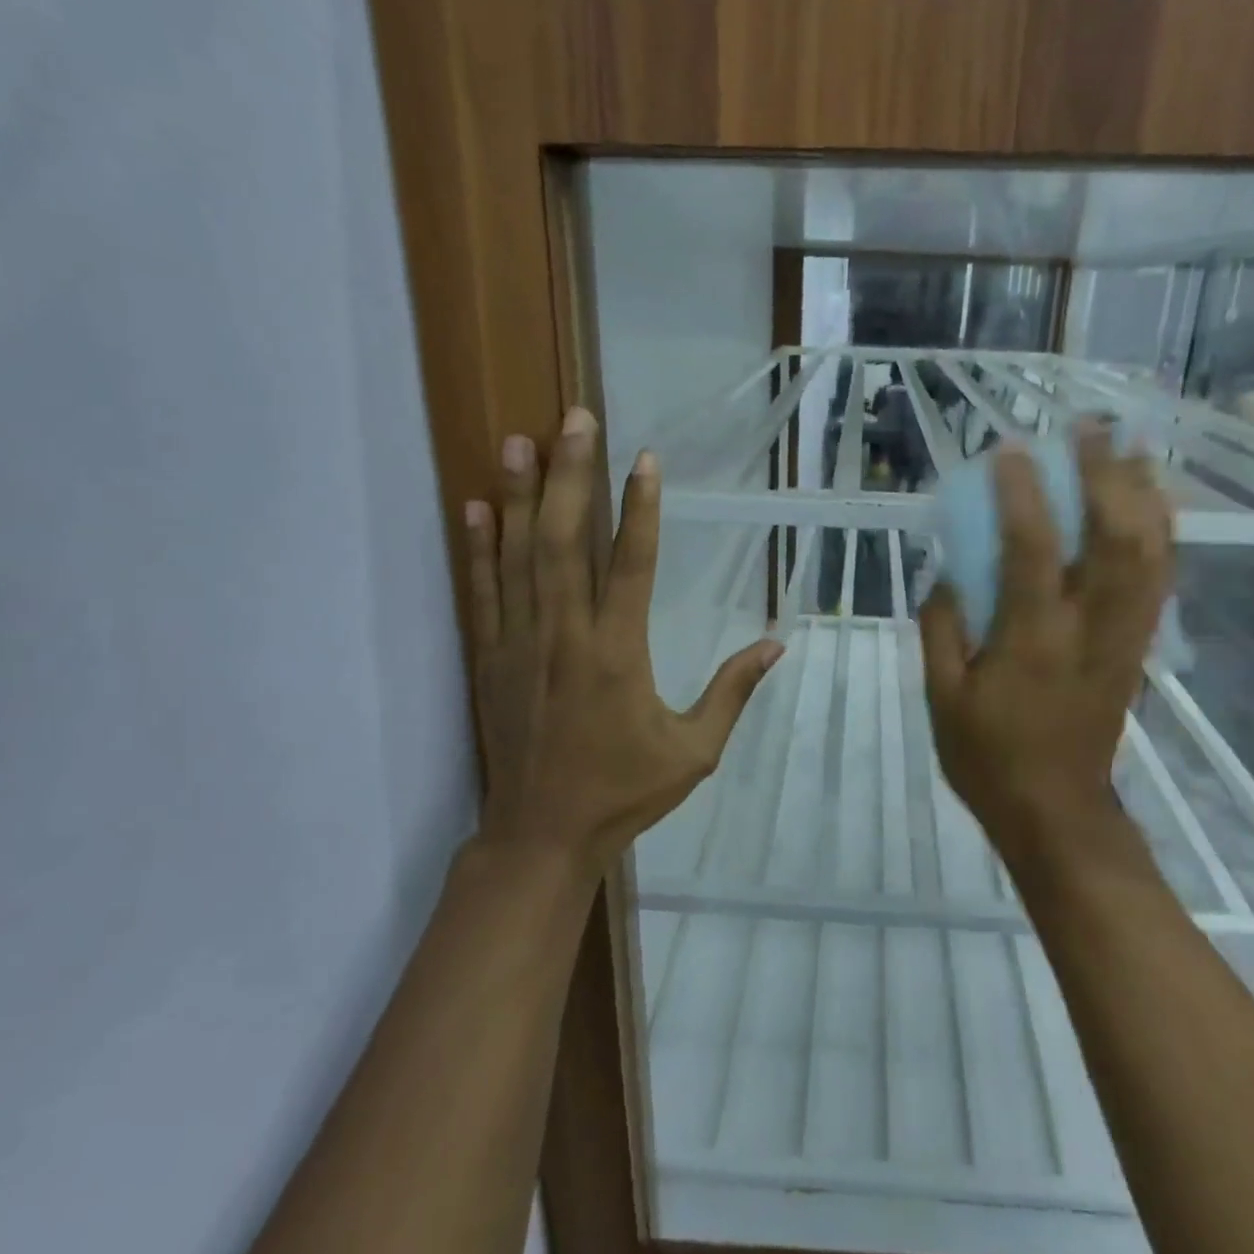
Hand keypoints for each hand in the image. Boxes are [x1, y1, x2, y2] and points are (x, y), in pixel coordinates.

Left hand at [462, 407, 782, 871]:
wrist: (541, 835)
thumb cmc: (623, 792)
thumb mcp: (695, 751)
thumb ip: (732, 692)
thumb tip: (775, 645)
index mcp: (618, 654)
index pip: (631, 565)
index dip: (639, 509)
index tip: (643, 461)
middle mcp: (565, 636)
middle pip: (566, 542)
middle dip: (573, 475)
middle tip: (576, 419)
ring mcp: (519, 644)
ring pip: (519, 556)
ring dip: (523, 495)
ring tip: (523, 439)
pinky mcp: (488, 659)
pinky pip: (481, 593)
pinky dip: (477, 547)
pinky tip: (477, 505)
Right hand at [920, 423, 1174, 863]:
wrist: (1056, 810)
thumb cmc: (989, 756)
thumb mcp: (942, 696)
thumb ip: (941, 627)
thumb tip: (948, 572)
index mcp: (1032, 639)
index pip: (1032, 547)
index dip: (1021, 492)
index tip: (1009, 451)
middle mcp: (1088, 626)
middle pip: (1113, 535)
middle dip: (1104, 473)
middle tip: (1089, 429)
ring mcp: (1123, 635)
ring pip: (1150, 550)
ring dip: (1143, 492)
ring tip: (1130, 448)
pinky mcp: (1138, 645)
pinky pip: (1159, 578)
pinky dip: (1161, 532)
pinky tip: (1151, 504)